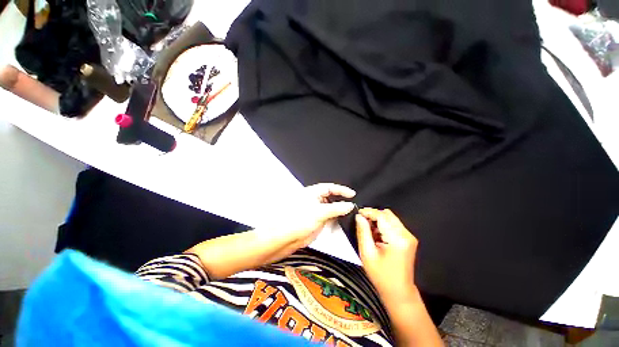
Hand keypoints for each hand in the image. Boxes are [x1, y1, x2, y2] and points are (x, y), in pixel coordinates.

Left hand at [186, 183, 355, 279]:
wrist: (282, 240)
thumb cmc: (296, 222)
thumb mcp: (319, 213)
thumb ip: (335, 208)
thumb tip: (349, 205)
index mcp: (312, 193)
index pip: (329, 188)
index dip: (341, 190)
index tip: (352, 194)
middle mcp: (313, 201)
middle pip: (330, 197)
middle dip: (341, 201)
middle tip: (351, 207)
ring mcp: (313, 212)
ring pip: (329, 208)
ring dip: (338, 211)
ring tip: (347, 216)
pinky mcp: (314, 222)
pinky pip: (327, 218)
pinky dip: (333, 220)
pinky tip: (338, 224)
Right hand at [355, 208, 417, 300]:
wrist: (399, 292)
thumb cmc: (382, 276)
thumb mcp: (367, 253)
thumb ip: (363, 232)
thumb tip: (359, 217)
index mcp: (397, 239)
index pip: (382, 216)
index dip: (368, 212)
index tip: (358, 213)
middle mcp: (406, 235)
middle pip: (387, 214)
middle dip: (373, 215)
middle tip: (362, 222)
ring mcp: (409, 236)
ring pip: (390, 218)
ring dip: (378, 220)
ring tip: (369, 231)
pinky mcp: (408, 239)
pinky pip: (393, 224)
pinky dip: (383, 225)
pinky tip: (376, 235)